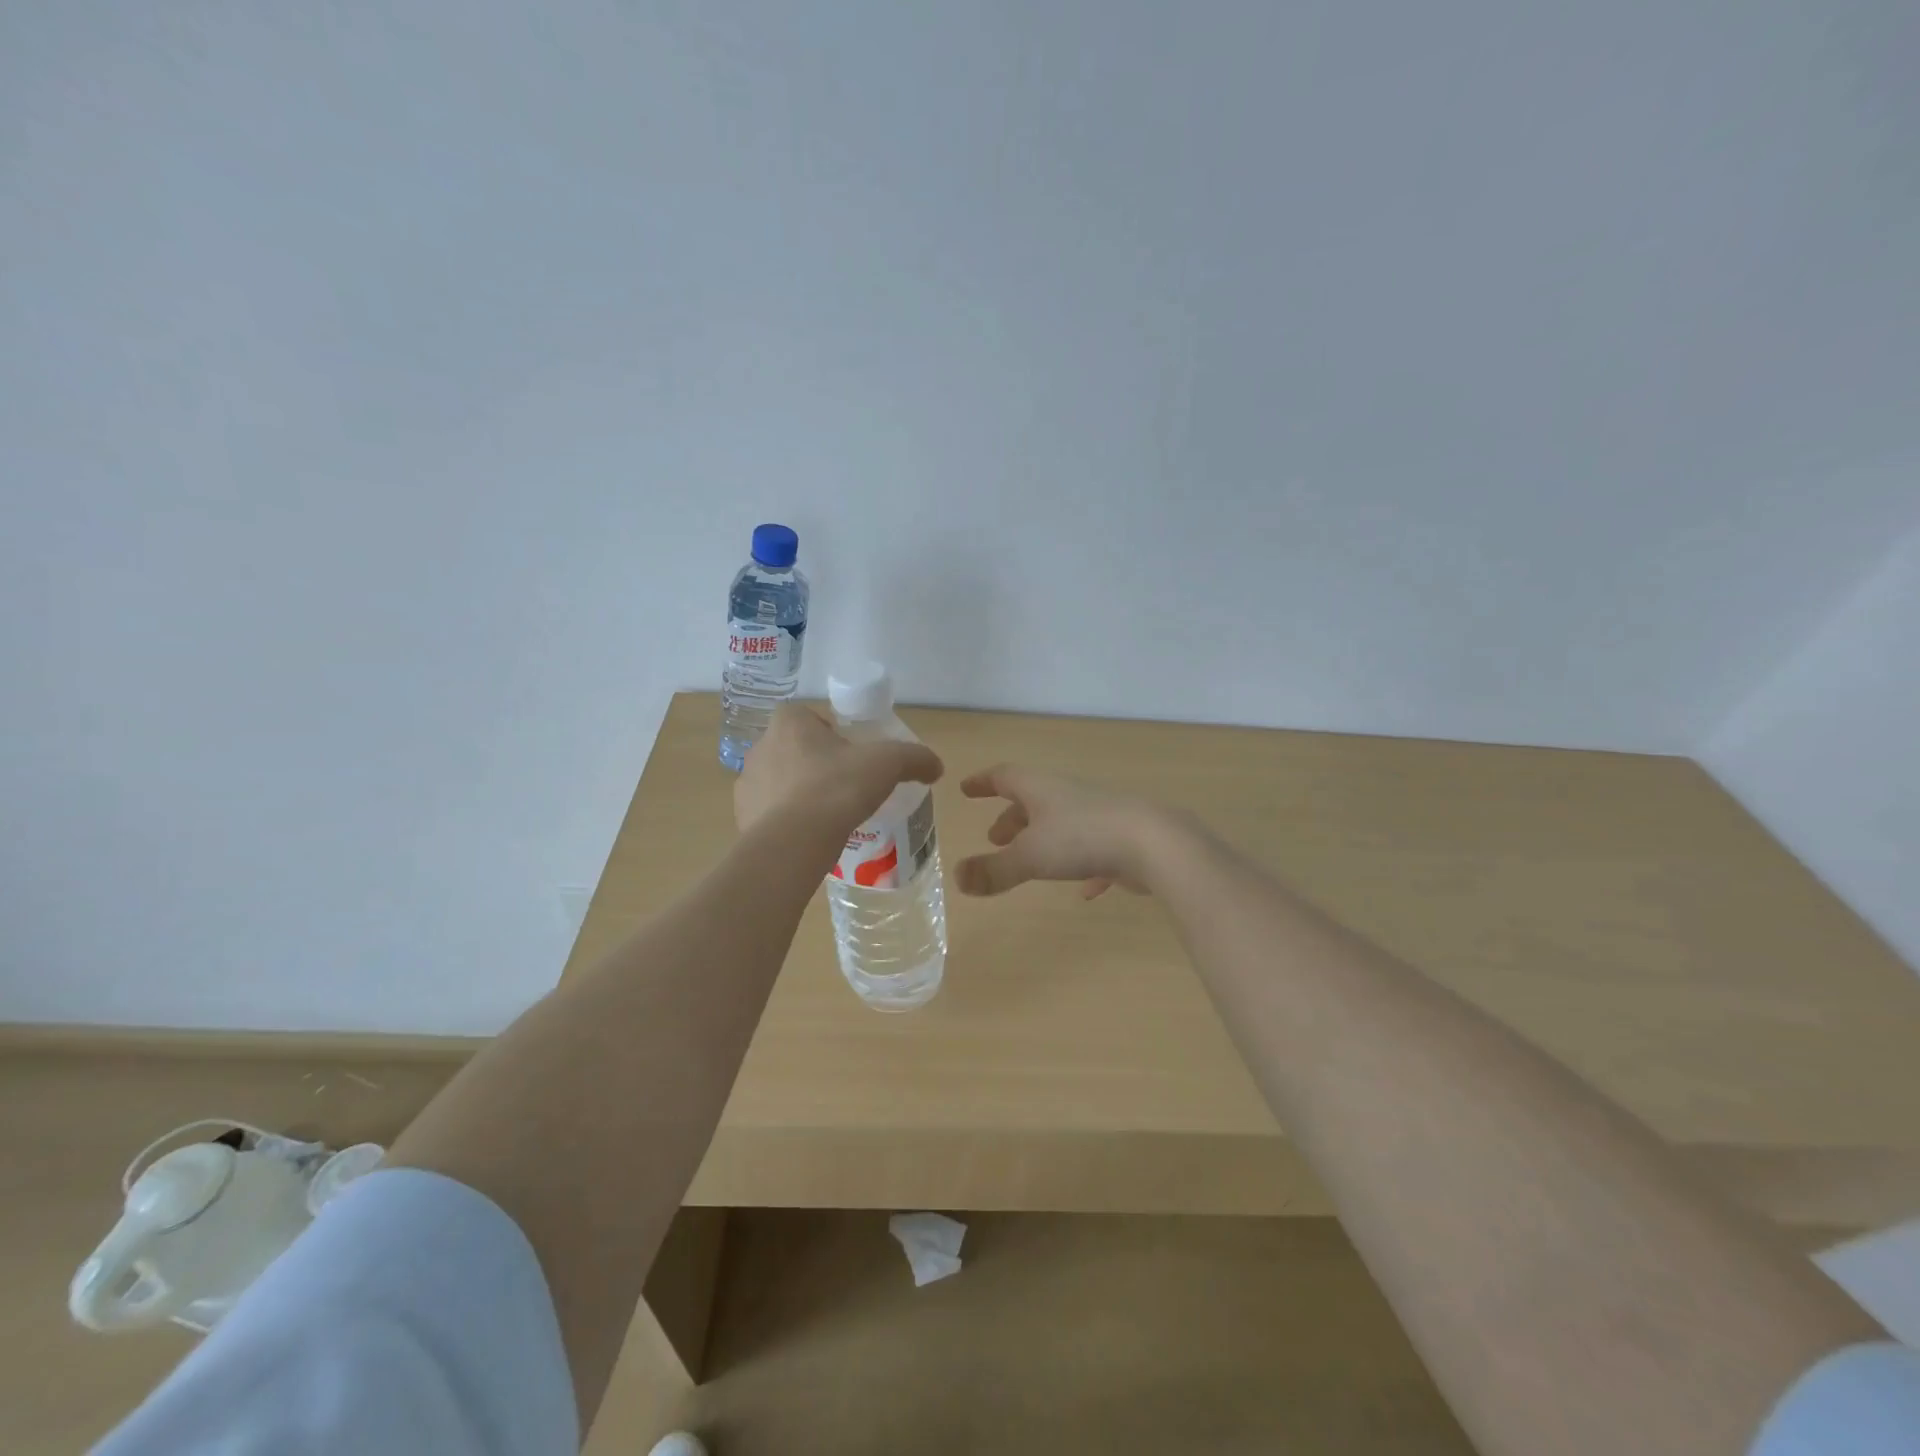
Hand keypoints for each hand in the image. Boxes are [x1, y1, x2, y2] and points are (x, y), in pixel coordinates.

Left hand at [736, 704, 942, 842]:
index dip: (835, 735)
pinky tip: (810, 837)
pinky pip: (769, 813)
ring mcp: (747, 783)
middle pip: (797, 749)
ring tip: (830, 818)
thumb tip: (936, 766)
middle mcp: (761, 746)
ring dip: (800, 794)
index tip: (855, 757)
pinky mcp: (742, 817)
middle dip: (818, 765)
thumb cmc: (838, 788)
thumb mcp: (888, 765)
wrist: (793, 843)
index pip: (813, 718)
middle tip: (847, 788)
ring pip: (781, 782)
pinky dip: (787, 821)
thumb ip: (915, 758)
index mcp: (789, 722)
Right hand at [954, 764, 1177, 898]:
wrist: (1154, 843)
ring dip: (1041, 838)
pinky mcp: (1122, 838)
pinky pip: (1094, 850)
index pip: (1005, 777)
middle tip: (994, 837)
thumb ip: (993, 870)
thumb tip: (957, 878)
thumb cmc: (1083, 839)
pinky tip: (1084, 892)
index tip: (966, 789)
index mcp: (1041, 789)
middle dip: (1011, 817)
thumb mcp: (1030, 856)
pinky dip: (1081, 865)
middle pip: (1033, 799)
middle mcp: (1068, 795)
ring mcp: (1098, 814)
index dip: (983, 783)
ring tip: (1028, 861)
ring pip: (1062, 822)